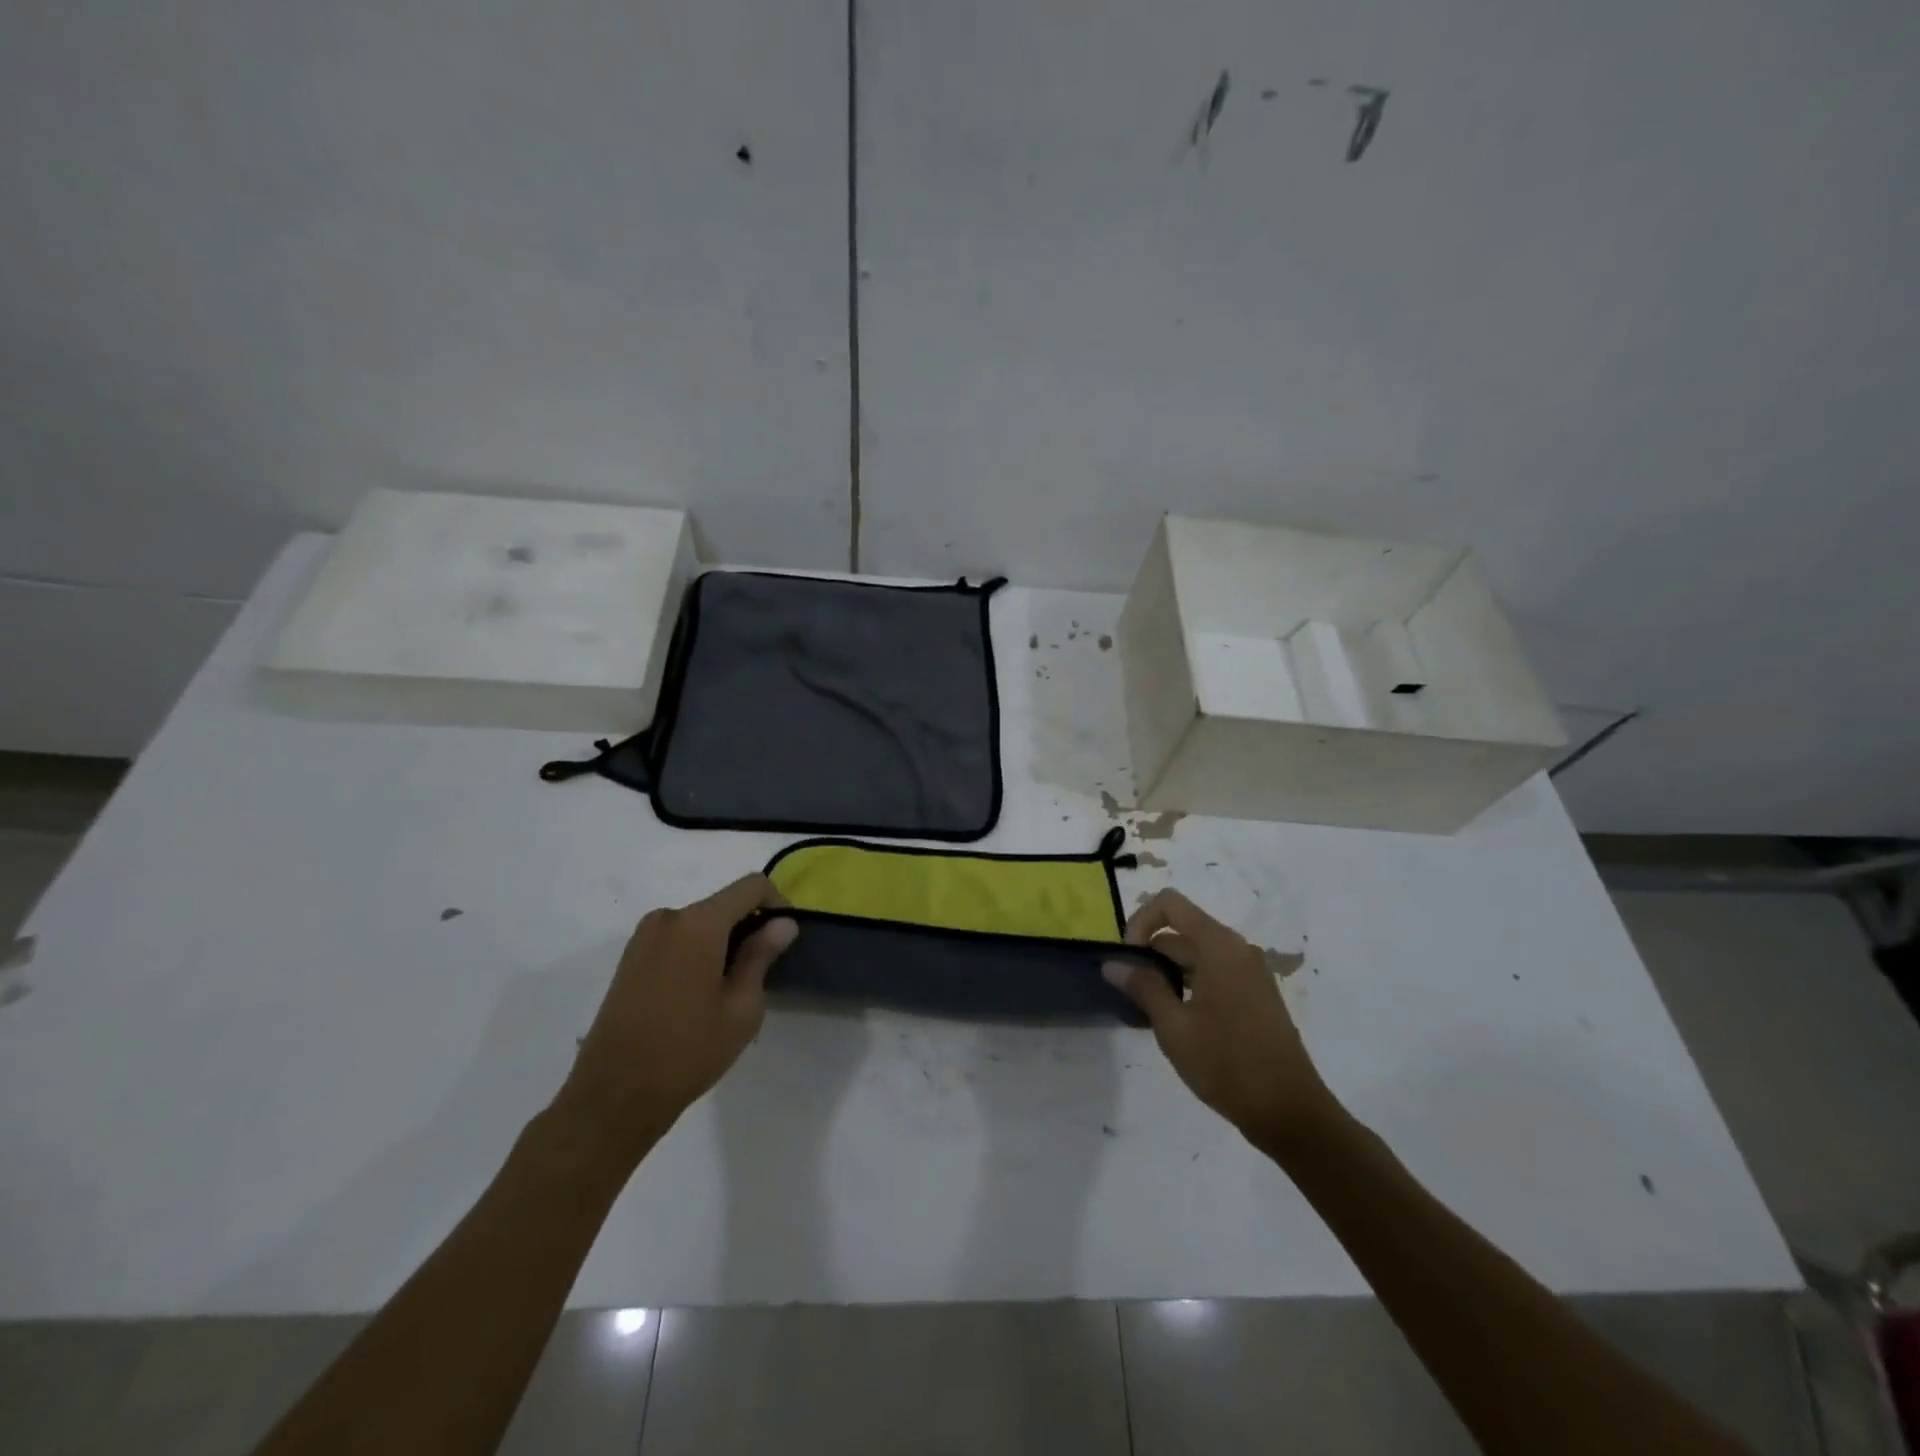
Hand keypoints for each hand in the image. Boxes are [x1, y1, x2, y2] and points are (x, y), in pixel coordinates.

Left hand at [554, 875, 796, 1166]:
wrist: (612, 1098)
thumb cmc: (687, 1052)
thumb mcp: (742, 1008)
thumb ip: (762, 956)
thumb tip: (783, 924)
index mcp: (698, 924)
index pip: (751, 886)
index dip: (777, 903)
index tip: (786, 938)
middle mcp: (668, 918)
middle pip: (724, 904)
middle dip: (750, 927)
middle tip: (762, 973)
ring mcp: (643, 937)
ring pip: (700, 923)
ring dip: (724, 942)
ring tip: (730, 990)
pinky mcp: (630, 958)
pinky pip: (678, 938)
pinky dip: (699, 951)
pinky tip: (699, 995)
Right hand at [1104, 889, 1338, 1148]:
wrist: (1290, 1112)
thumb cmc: (1227, 1064)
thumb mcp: (1174, 1027)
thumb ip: (1143, 987)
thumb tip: (1112, 963)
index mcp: (1219, 946)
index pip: (1170, 903)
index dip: (1140, 922)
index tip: (1128, 960)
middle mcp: (1237, 949)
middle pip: (1182, 929)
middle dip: (1150, 952)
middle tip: (1131, 991)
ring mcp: (1250, 972)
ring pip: (1196, 953)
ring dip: (1168, 970)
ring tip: (1151, 1008)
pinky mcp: (1256, 994)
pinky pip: (1214, 971)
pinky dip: (1189, 982)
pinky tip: (1178, 1018)